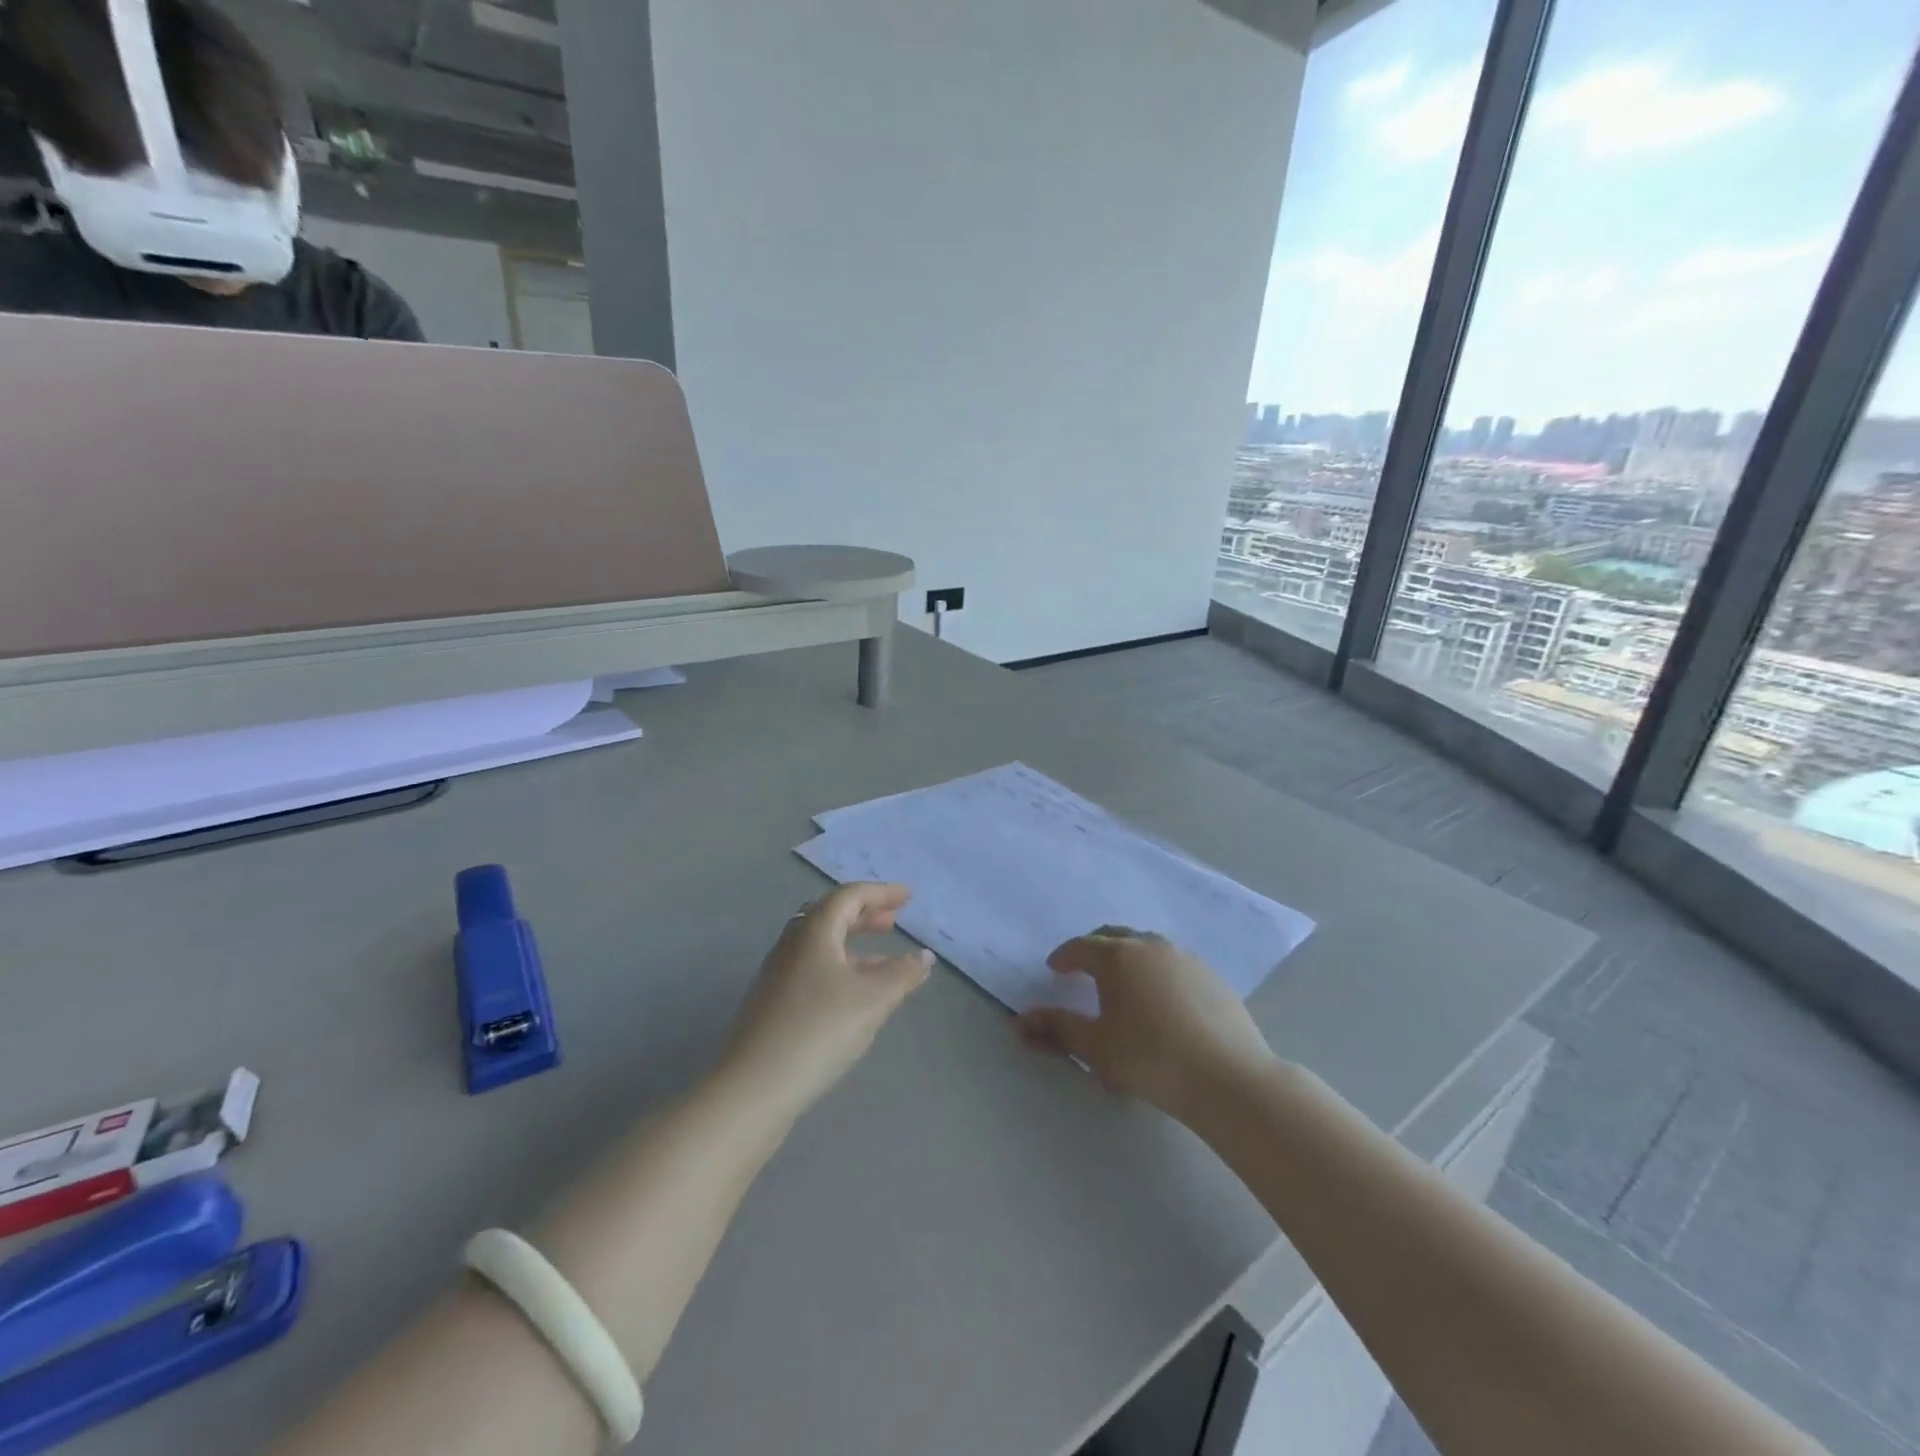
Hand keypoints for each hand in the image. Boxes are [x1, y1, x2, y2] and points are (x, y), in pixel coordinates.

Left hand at [721, 883, 931, 1120]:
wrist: (753, 1088)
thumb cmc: (818, 1030)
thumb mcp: (872, 1000)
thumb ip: (902, 973)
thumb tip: (924, 956)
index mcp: (813, 931)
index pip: (850, 896)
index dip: (882, 892)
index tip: (909, 896)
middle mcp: (792, 944)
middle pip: (831, 915)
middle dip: (866, 914)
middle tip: (894, 921)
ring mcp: (778, 974)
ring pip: (822, 945)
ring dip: (855, 944)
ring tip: (886, 961)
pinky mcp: (773, 1002)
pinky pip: (814, 968)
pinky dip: (841, 968)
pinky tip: (857, 996)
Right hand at [1014, 928, 1275, 1119]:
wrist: (1228, 1077)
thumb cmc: (1150, 1058)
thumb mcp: (1095, 1047)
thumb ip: (1056, 1029)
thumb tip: (1019, 1021)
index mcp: (1117, 957)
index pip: (1081, 947)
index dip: (1064, 956)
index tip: (1055, 969)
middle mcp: (1150, 947)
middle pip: (1114, 936)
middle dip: (1094, 948)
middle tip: (1083, 968)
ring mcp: (1185, 958)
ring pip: (1147, 947)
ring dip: (1128, 957)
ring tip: (1122, 982)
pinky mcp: (1212, 977)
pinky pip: (1173, 963)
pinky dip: (1157, 971)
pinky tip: (1161, 999)